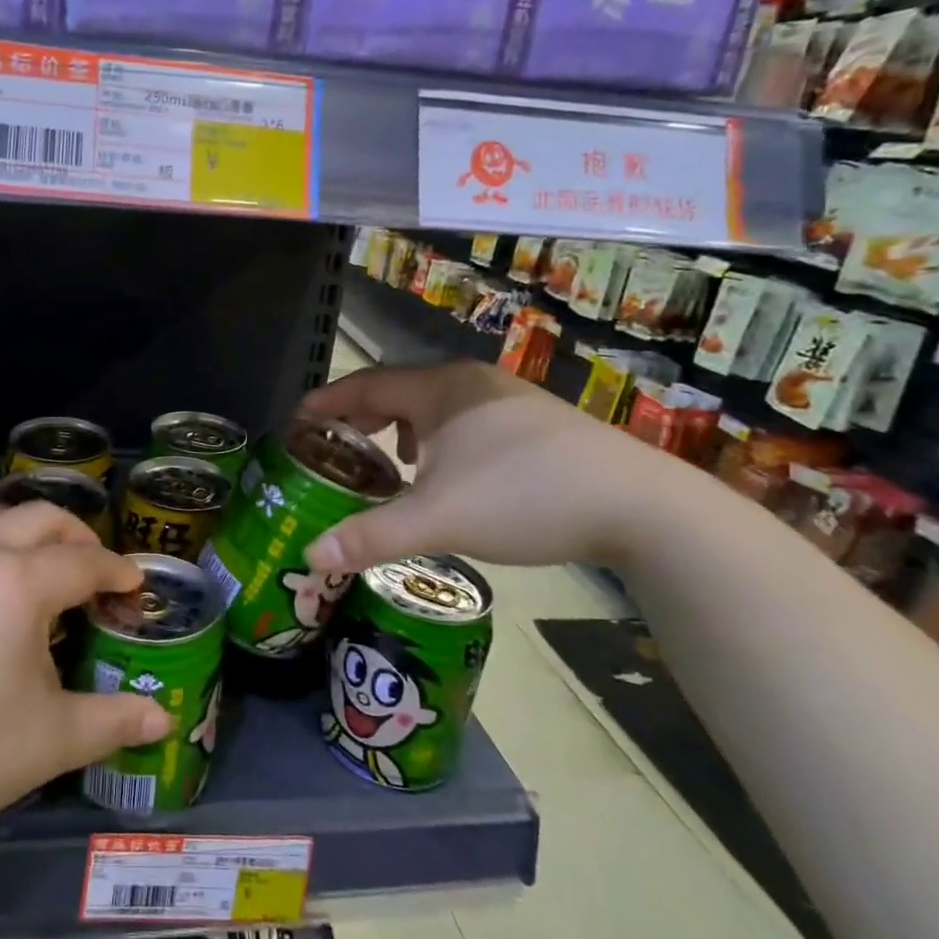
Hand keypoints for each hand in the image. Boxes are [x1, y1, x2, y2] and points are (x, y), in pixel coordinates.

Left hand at [0, 502, 170, 848]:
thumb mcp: (51, 741)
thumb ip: (113, 722)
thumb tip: (163, 721)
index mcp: (21, 584)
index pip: (85, 562)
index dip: (117, 572)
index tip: (133, 586)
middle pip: (40, 519)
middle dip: (77, 536)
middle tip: (92, 569)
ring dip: (18, 526)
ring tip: (30, 557)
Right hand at [298, 360, 680, 572]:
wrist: (641, 506)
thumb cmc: (525, 497)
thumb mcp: (438, 518)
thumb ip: (370, 535)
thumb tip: (311, 555)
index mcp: (441, 389)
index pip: (367, 384)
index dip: (327, 401)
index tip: (297, 421)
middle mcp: (472, 383)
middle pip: (399, 390)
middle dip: (361, 417)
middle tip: (333, 447)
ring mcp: (509, 400)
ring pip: (435, 406)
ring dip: (401, 429)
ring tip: (386, 462)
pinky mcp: (537, 424)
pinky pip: (465, 421)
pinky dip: (438, 440)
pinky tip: (446, 473)